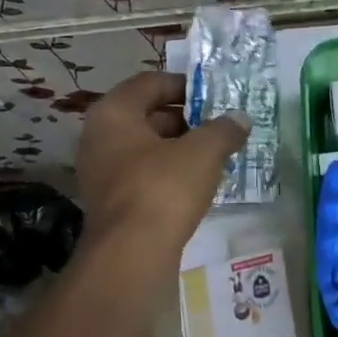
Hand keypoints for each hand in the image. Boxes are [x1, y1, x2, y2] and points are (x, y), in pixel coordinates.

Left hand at [74, 73, 249, 262]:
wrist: (132, 253)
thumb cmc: (163, 188)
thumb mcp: (203, 152)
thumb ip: (223, 130)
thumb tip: (239, 119)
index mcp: (113, 113)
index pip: (149, 83)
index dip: (183, 85)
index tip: (213, 96)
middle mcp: (98, 137)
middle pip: (146, 115)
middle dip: (184, 118)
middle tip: (218, 126)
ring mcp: (100, 172)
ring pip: (145, 148)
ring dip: (178, 148)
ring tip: (214, 155)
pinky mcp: (111, 202)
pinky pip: (143, 175)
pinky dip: (168, 173)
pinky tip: (196, 184)